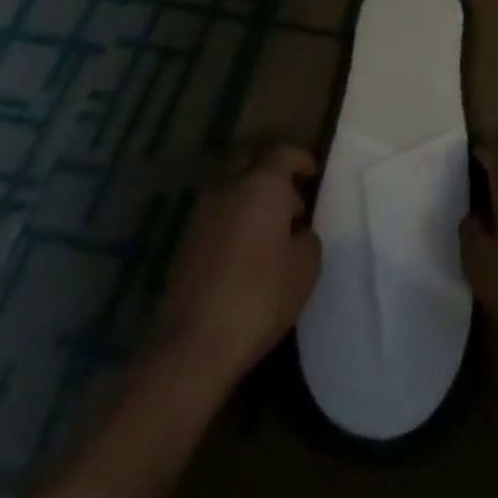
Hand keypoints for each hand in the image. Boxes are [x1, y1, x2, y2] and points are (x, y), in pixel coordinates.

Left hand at [153, 145, 321, 387]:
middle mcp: (228, 188)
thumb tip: (297, 232)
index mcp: (261, 184)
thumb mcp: (306, 267)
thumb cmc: (260, 296)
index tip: (313, 174)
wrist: (193, 345)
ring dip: (250, 196)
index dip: (301, 159)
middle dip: (271, 170)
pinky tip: (247, 250)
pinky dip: (234, 219)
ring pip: (231, 188)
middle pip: (250, 161)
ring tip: (271, 227)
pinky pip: (217, 215)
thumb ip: (307, 238)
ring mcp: (201, 214)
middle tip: (291, 194)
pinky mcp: (185, 243)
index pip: (283, 152)